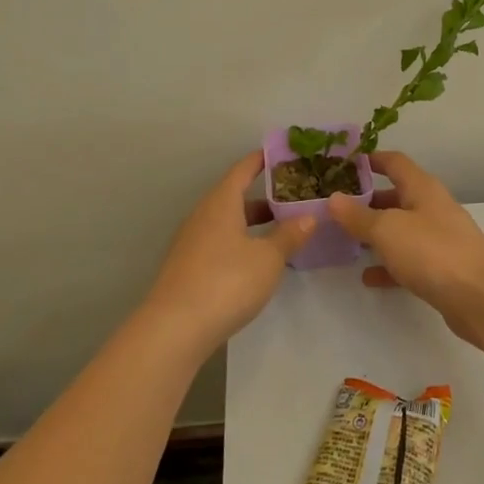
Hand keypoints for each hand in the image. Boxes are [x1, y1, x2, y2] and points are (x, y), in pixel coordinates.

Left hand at [144, 152, 313, 355]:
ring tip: (283, 230)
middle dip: (264, 197)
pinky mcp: (188, 268)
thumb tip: (308, 216)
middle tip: (294, 198)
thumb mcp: (268, 258)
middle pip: (235, 197)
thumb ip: (289, 235)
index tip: (282, 154)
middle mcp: (203, 216)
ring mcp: (192, 243)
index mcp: (221, 203)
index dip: (262, 160)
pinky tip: (258, 260)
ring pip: (228, 222)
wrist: (174, 330)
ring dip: (253, 223)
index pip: (242, 170)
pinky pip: (220, 243)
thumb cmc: (226, 282)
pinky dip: (241, 242)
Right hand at [329, 152, 483, 349]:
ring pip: (400, 229)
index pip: (394, 162)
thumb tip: (333, 198)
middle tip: (334, 209)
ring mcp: (438, 239)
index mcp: (422, 188)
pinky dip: (388, 265)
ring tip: (344, 241)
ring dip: (375, 234)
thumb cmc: (433, 252)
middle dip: (366, 201)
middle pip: (395, 196)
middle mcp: (431, 208)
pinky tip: (367, 277)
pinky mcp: (441, 269)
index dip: (370, 159)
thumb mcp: (388, 230)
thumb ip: (358, 216)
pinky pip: (408, 260)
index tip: (342, 164)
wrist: (482, 298)